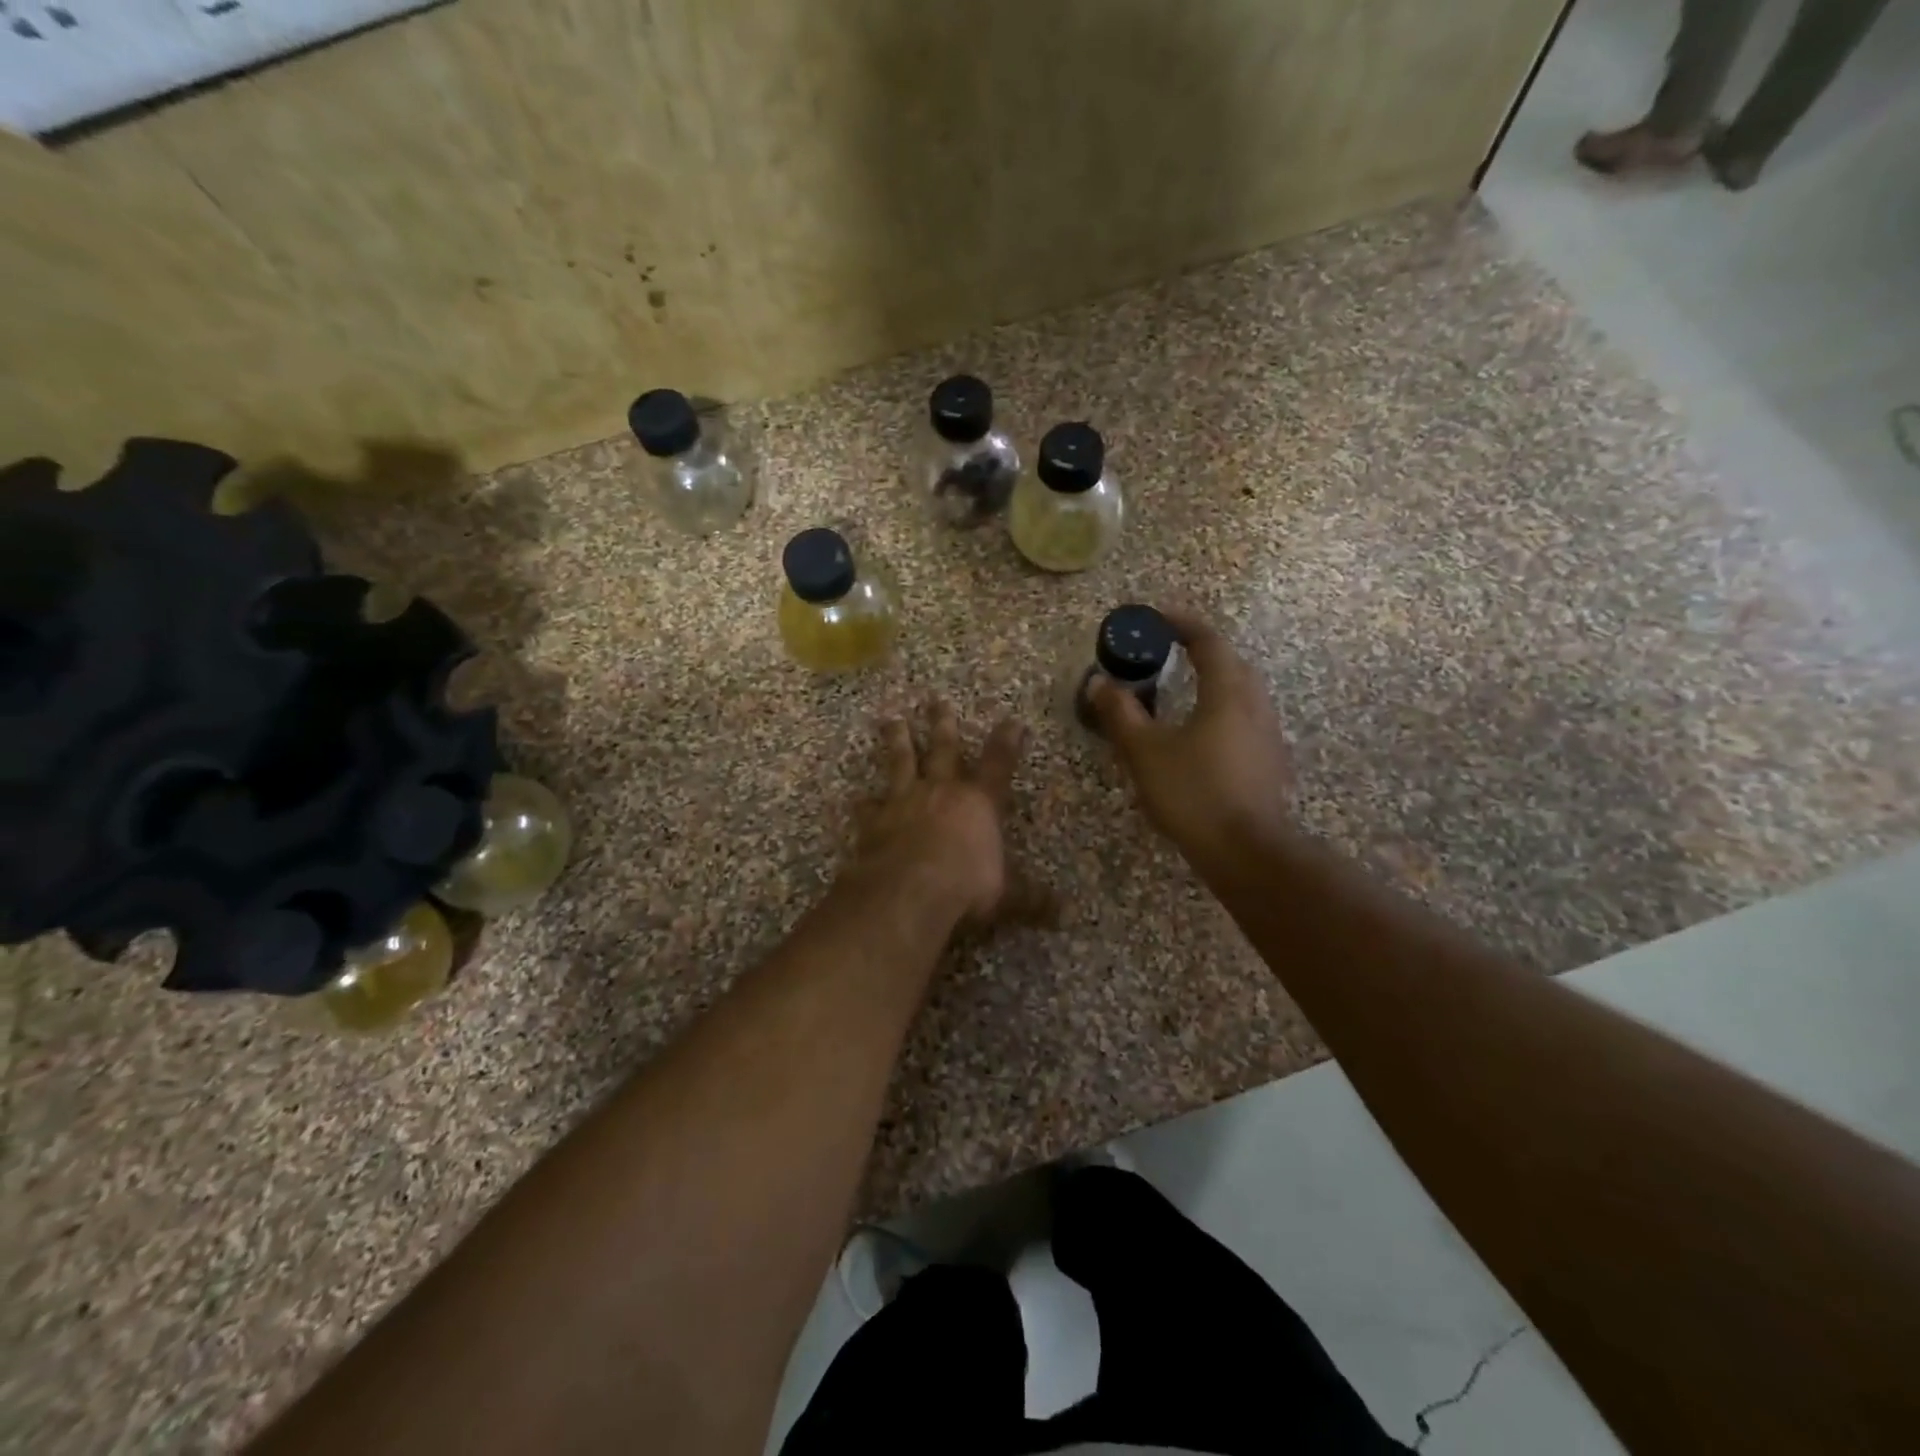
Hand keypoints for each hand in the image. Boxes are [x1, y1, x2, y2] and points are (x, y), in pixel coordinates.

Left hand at [850, 700, 1026, 922]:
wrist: (909, 891)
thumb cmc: (966, 886)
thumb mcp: (1007, 896)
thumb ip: (1032, 899)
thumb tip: (1065, 914)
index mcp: (978, 803)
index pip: (999, 764)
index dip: (1007, 742)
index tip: (1011, 720)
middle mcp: (941, 792)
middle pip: (943, 748)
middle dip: (943, 723)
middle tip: (936, 699)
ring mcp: (904, 802)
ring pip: (901, 762)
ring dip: (897, 740)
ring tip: (891, 719)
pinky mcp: (874, 821)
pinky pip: (867, 807)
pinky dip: (862, 803)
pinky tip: (855, 799)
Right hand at [1090, 608, 1293, 860]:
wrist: (1246, 851)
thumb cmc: (1194, 793)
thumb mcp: (1145, 752)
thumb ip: (1120, 714)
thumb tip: (1099, 683)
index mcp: (1227, 693)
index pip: (1208, 641)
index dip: (1182, 623)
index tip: (1156, 617)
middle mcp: (1254, 706)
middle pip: (1232, 663)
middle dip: (1201, 650)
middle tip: (1169, 651)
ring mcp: (1267, 735)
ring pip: (1242, 692)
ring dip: (1214, 680)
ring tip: (1182, 690)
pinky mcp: (1269, 762)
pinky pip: (1244, 719)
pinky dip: (1221, 710)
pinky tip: (1201, 734)